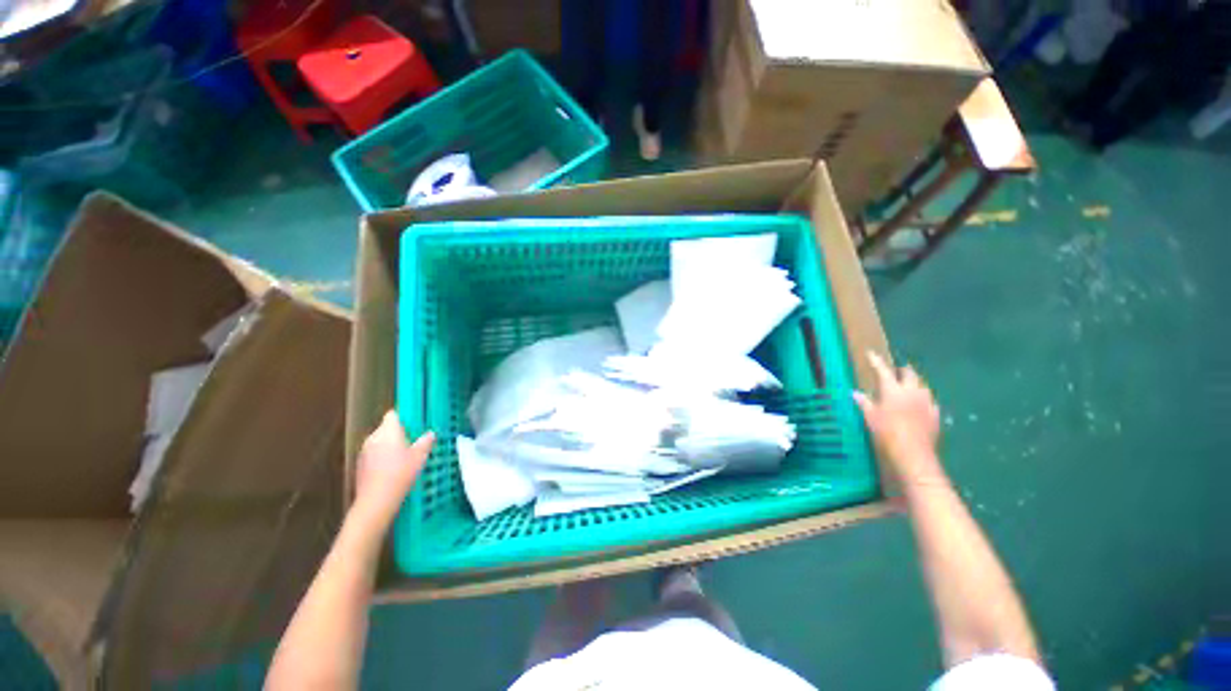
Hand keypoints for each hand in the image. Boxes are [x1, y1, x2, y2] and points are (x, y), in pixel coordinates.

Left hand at [352, 411, 434, 529]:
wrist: (377, 500)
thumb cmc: (401, 473)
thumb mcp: (420, 456)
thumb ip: (425, 442)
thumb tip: (430, 433)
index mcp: (388, 431)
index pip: (393, 415)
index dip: (403, 417)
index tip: (414, 425)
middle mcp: (374, 437)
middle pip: (386, 429)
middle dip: (398, 433)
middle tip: (413, 443)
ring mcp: (364, 451)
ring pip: (379, 442)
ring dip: (390, 446)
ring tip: (404, 458)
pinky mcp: (360, 465)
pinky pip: (374, 455)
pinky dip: (382, 458)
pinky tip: (393, 470)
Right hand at [854, 352, 941, 479]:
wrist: (913, 455)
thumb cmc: (887, 433)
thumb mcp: (870, 417)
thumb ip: (864, 403)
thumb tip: (855, 393)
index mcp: (893, 390)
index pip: (883, 371)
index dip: (876, 361)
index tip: (871, 353)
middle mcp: (912, 392)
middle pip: (910, 374)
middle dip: (902, 370)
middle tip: (895, 370)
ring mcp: (927, 402)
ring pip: (922, 385)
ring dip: (914, 383)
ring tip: (907, 385)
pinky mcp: (935, 415)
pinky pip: (930, 400)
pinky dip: (923, 398)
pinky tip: (920, 404)